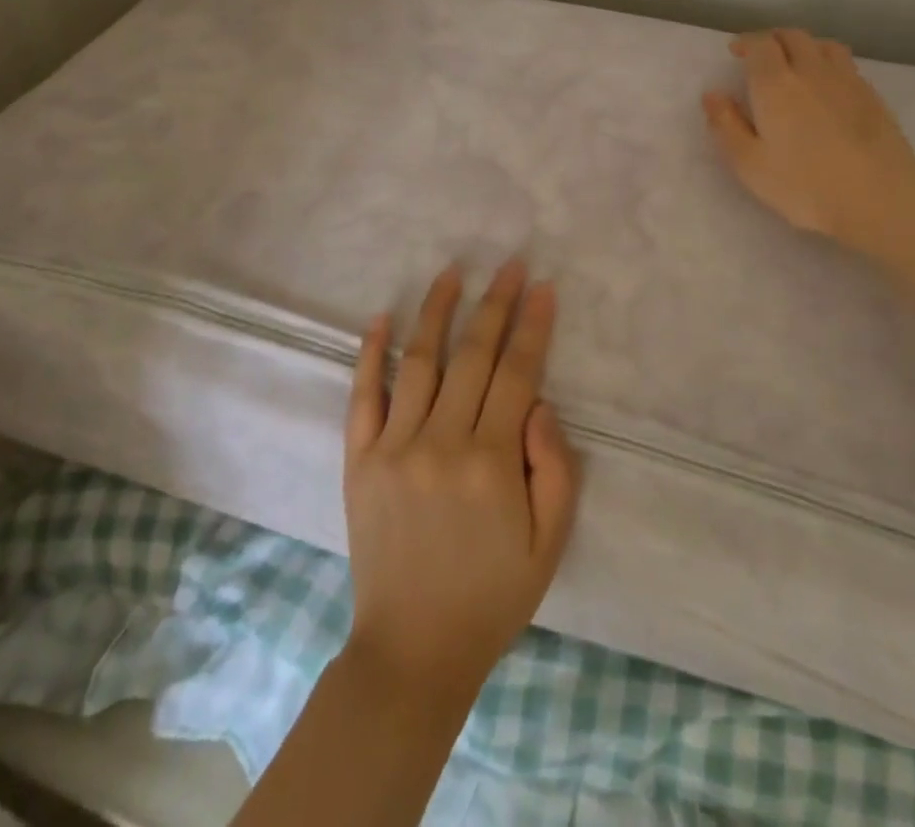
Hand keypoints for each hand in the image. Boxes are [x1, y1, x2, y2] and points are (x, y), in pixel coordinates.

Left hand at [342, 259, 580, 706]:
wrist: (413, 649)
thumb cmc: (492, 594)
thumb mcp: (550, 542)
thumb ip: (556, 467)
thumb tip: (538, 402)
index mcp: (492, 462)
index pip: (518, 373)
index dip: (533, 325)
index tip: (543, 286)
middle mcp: (442, 442)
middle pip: (473, 355)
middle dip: (495, 303)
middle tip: (509, 264)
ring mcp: (394, 447)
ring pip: (420, 361)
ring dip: (437, 311)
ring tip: (453, 271)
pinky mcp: (359, 459)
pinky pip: (363, 396)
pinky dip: (371, 354)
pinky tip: (381, 318)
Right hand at [702, 28, 914, 256]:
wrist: (879, 199)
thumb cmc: (804, 185)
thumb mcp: (749, 164)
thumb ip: (726, 125)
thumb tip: (712, 95)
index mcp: (776, 84)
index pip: (760, 44)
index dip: (746, 43)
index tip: (736, 51)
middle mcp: (811, 71)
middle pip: (793, 36)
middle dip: (773, 39)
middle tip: (761, 55)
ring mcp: (847, 81)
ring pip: (824, 45)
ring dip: (804, 46)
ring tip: (795, 63)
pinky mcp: (873, 96)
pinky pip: (846, 65)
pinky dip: (829, 64)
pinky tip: (828, 87)